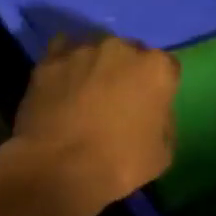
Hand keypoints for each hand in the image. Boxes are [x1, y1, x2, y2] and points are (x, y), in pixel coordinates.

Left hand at [9, 34, 178, 213]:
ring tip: (83, 93)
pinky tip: (60, 83)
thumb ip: (163, 121)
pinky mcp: (50, 59)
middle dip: (124, 71)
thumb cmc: (119, 164)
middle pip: (128, 53)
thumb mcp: (162, 153)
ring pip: (94, 50)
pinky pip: (61, 52)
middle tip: (114, 99)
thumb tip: (152, 112)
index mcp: (156, 68)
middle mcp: (120, 48)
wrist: (59, 167)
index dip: (157, 87)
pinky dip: (64, 64)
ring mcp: (82, 50)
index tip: (148, 105)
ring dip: (93, 65)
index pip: (165, 68)